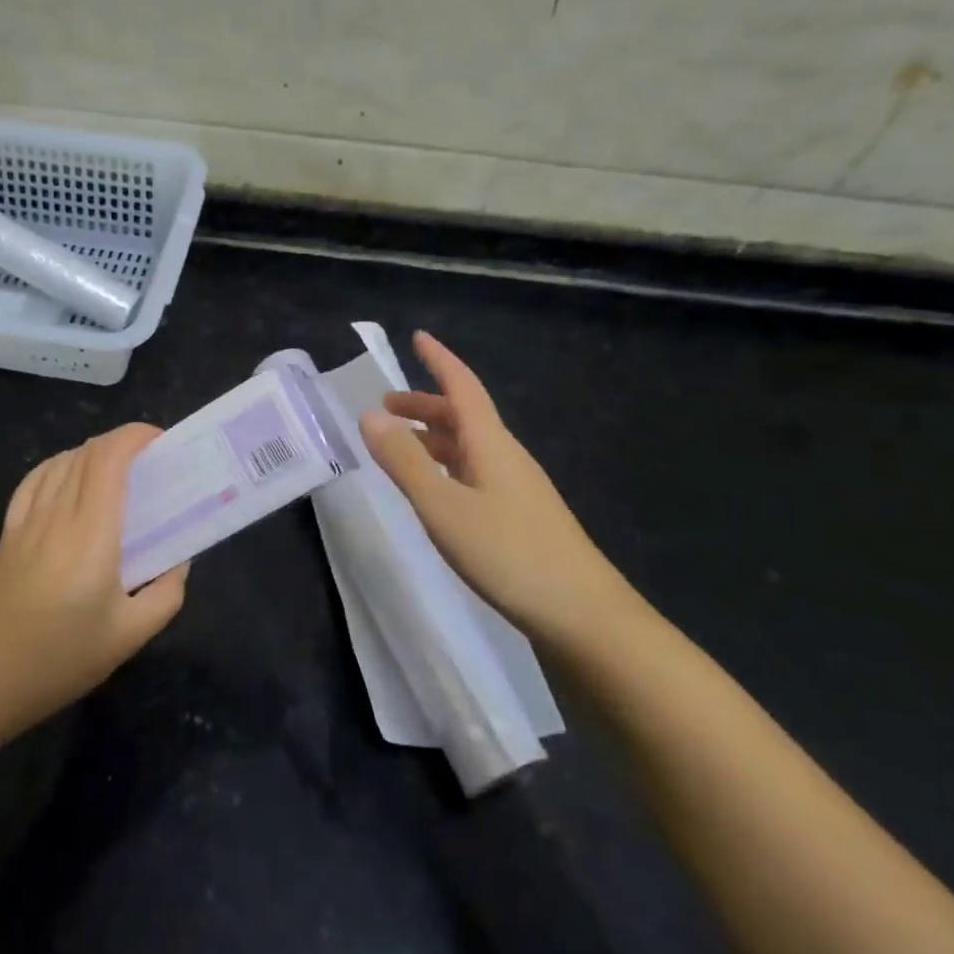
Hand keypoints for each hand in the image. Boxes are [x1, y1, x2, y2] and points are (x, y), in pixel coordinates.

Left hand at [0, 423, 187, 734]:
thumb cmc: (64, 659)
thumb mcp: (131, 635)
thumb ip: (167, 592)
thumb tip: (179, 560)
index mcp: (91, 535)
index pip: (108, 459)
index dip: (134, 437)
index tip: (161, 442)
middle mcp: (56, 516)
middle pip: (86, 454)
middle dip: (121, 442)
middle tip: (151, 461)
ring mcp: (26, 522)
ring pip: (60, 463)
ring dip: (92, 453)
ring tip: (118, 469)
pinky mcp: (7, 534)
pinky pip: (33, 481)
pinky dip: (58, 466)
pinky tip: (69, 476)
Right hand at [359, 331, 641, 646]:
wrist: (583, 616)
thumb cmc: (509, 554)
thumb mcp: (444, 507)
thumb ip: (405, 462)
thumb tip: (370, 415)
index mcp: (491, 444)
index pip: (463, 387)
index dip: (439, 361)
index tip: (418, 337)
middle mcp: (506, 457)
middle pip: (464, 416)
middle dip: (424, 404)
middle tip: (385, 406)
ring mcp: (517, 489)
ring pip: (469, 447)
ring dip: (434, 437)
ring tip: (400, 445)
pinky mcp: (520, 518)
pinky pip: (475, 473)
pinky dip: (446, 466)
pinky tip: (436, 490)